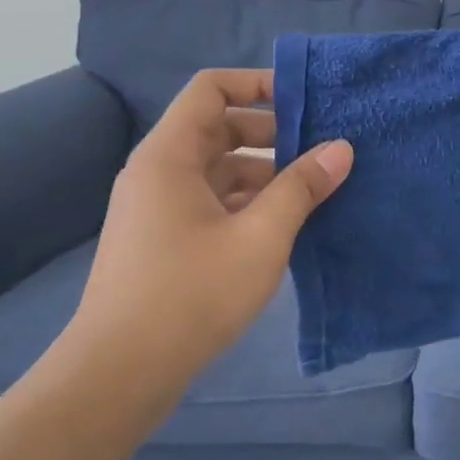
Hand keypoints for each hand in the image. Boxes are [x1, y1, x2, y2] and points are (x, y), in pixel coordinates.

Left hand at [63, 69, 351, 399]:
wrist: (119, 374)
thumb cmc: (191, 294)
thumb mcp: (261, 237)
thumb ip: (303, 187)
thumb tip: (341, 147)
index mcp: (170, 155)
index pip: (211, 89)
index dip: (257, 84)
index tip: (304, 101)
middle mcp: (157, 171)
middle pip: (218, 129)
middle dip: (271, 135)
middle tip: (320, 152)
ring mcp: (156, 208)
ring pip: (216, 170)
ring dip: (263, 175)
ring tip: (312, 193)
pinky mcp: (161, 241)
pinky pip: (209, 202)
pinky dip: (245, 204)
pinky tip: (281, 228)